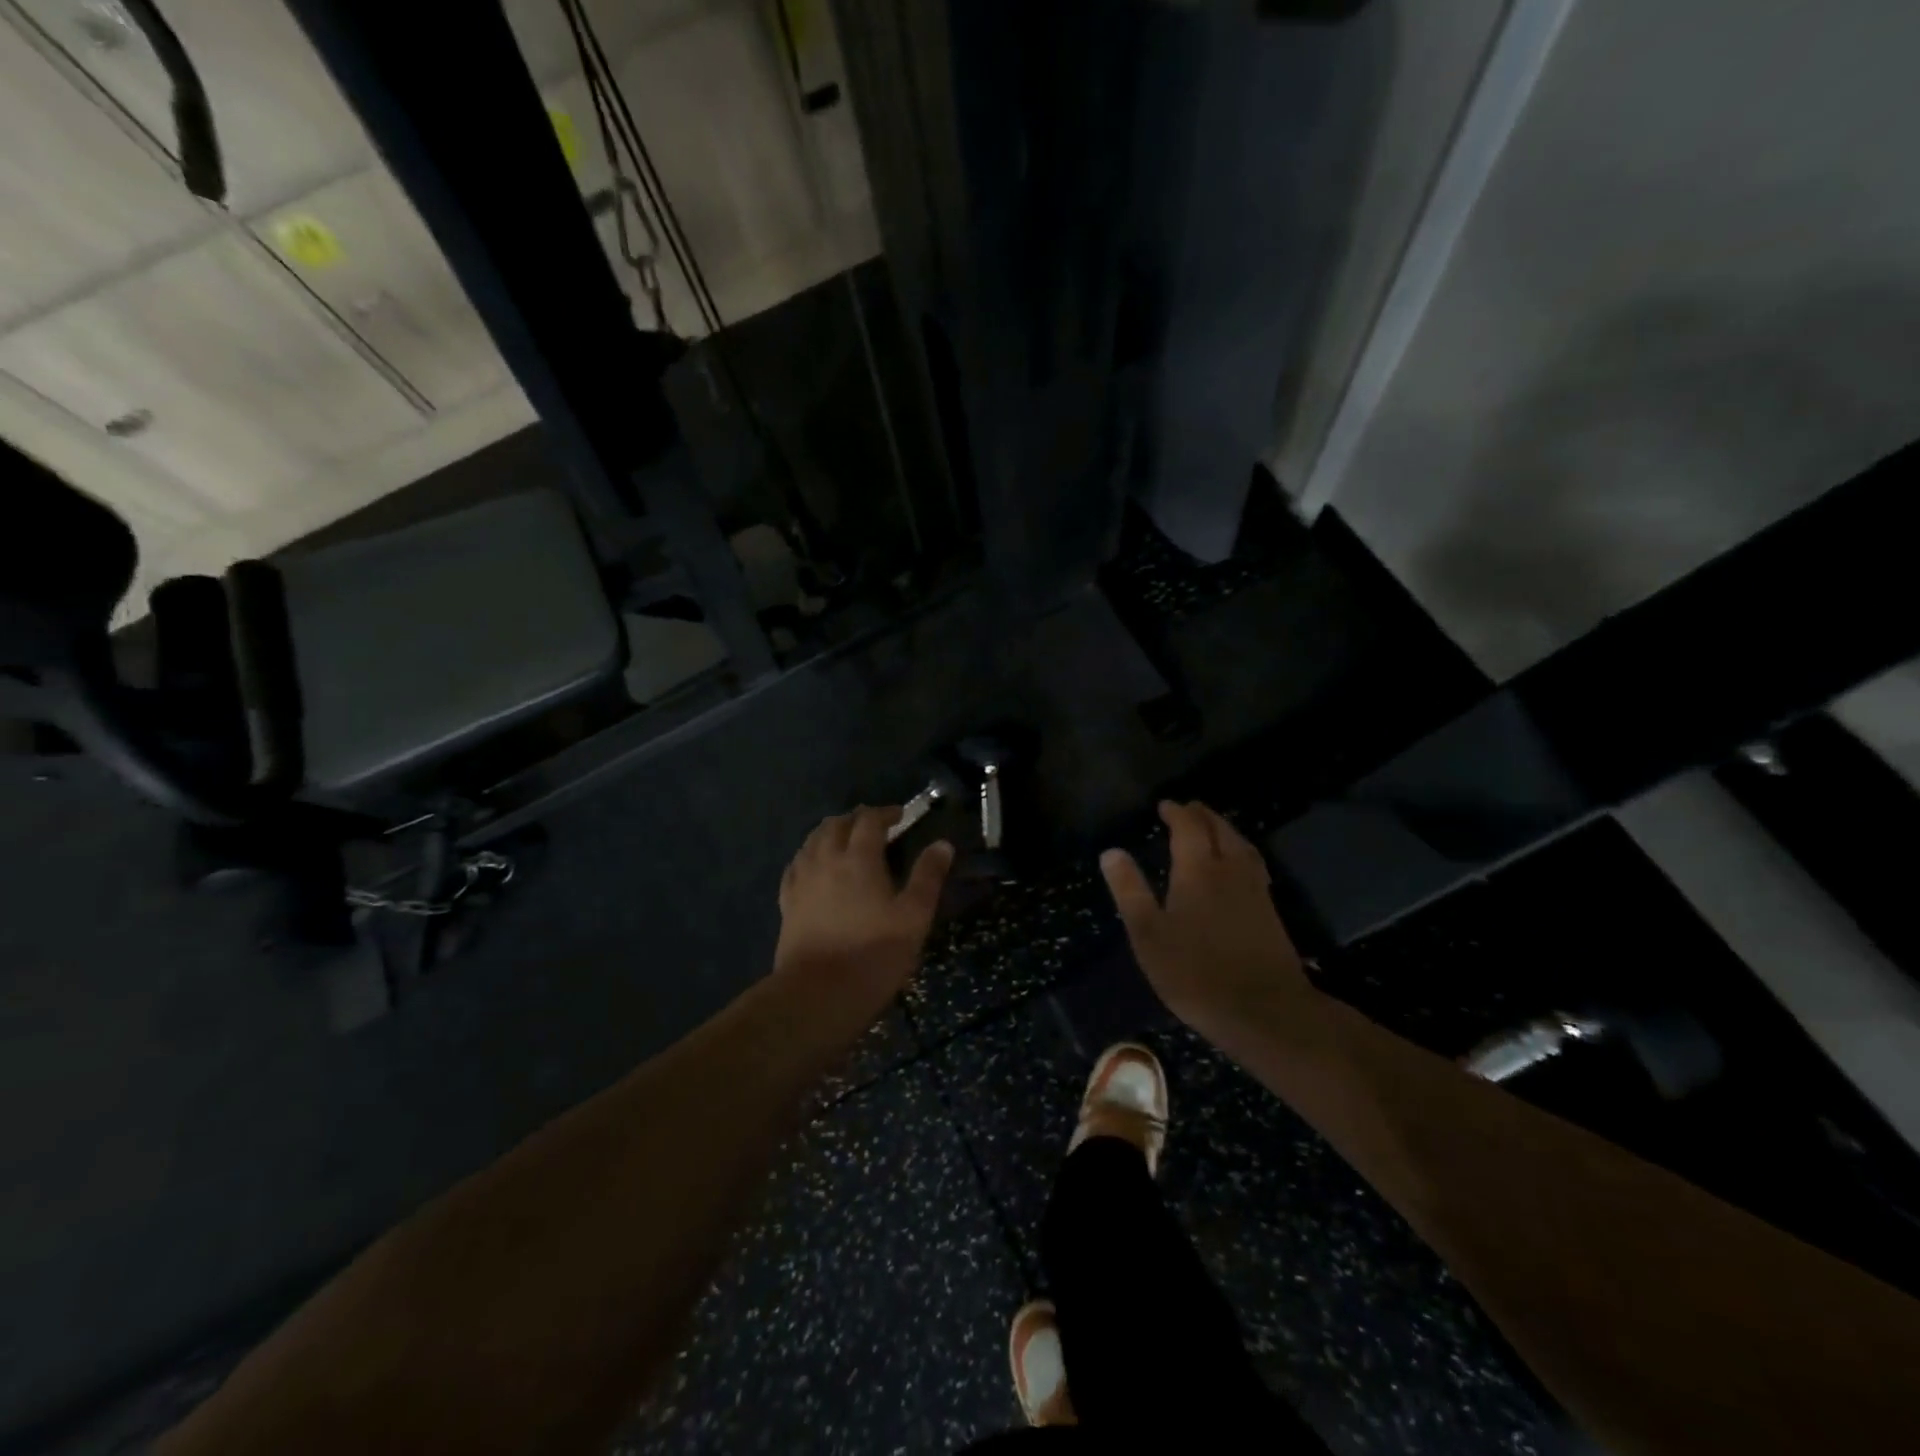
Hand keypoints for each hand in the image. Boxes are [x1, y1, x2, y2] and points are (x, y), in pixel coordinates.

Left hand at [775, 807, 953, 1011]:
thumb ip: (928, 877)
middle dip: (856, 818)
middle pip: (836, 824)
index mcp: (859, 858)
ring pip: (812, 840)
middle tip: (875, 826)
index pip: (869, 820)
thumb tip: (942, 844)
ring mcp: (802, 880)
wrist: (818, 994)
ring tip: (846, 840)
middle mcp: (826, 859)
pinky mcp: (787, 901)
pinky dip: (810, 854)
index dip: (886, 813)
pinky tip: (815, 864)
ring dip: (831, 832)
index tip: (901, 815)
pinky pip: (796, 864)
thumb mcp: (914, 917)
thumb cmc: (874, 954)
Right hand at [1100, 800, 1309, 1031]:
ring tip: (1213, 827)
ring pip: (1241, 845)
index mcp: (1198, 870)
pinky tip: (1238, 866)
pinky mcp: (1270, 911)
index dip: (1176, 812)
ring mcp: (1255, 890)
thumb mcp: (1148, 934)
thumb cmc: (1195, 972)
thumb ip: (1130, 890)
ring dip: (1225, 829)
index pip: (1188, 827)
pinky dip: (1240, 851)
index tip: (1164, 805)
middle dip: (1202, 815)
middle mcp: (1230, 870)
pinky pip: (1253, 864)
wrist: (1264, 1010)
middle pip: (1220, 830)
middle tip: (1188, 808)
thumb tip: (1111, 852)